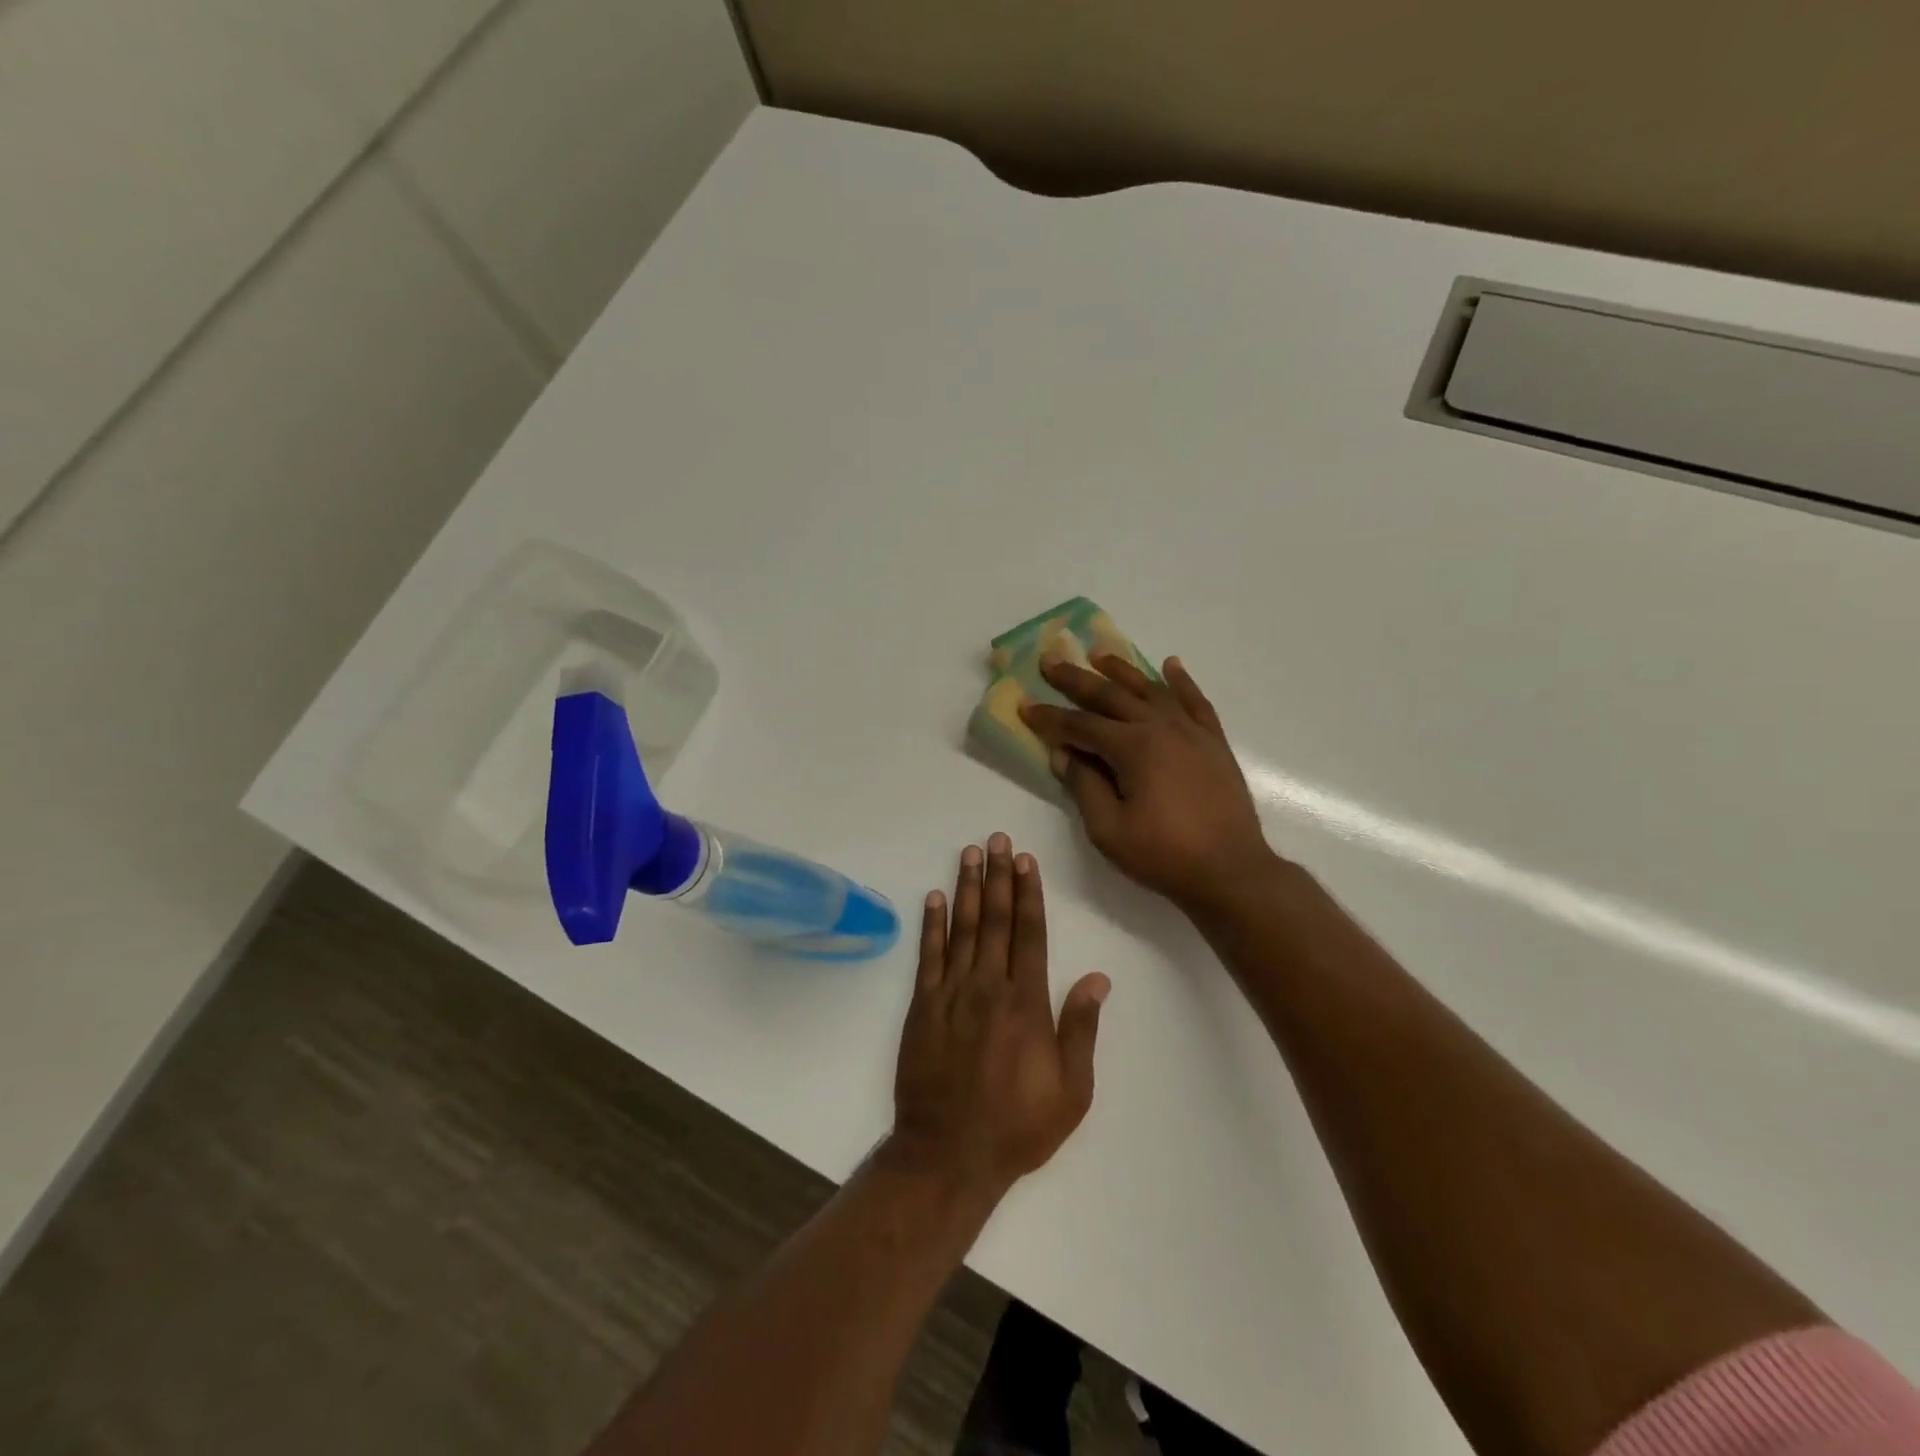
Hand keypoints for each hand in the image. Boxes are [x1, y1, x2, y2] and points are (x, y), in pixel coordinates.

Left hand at [887, 834, 1109, 1197]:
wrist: (948, 1154)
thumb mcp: (1070, 1090)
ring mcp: (951, 994)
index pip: (1029, 934)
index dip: (1028, 894)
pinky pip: (928, 955)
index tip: (1026, 861)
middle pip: (995, 920)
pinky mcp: (922, 1006)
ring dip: (967, 888)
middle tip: (997, 839)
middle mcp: (988, 987)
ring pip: (962, 928)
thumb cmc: (1017, 1126)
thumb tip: (1097, 977)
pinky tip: (935, 897)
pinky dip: (932, 924)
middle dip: (998, 876)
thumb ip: (1081, 1029)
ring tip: (970, 853)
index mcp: (1026, 1003)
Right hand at [1020, 653, 1277, 915]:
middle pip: (1112, 696)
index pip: (1080, 726)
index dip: (1049, 717)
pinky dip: (1181, 682)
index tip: (1024, 705)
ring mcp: (1192, 732)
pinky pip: (1195, 702)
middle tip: (1051, 660)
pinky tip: (1170, 665)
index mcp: (1133, 748)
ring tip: (1100, 654)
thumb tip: (1064, 754)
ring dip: (1123, 671)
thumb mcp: (1108, 829)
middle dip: (1076, 679)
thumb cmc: (1163, 855)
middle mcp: (1161, 728)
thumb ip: (1084, 786)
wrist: (1230, 871)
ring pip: (1151, 690)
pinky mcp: (1213, 742)